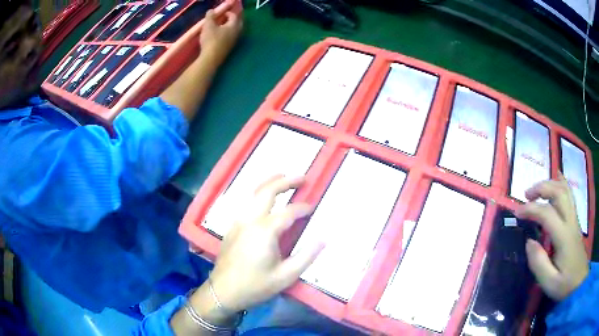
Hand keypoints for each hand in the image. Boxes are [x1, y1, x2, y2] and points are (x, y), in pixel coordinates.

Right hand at [200, 10, 242, 63]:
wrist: (211, 59)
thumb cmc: (211, 40)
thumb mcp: (208, 26)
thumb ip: (210, 16)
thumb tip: (211, 10)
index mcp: (233, 26)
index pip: (234, 16)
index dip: (228, 13)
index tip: (222, 13)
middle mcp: (237, 33)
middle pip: (238, 23)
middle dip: (232, 20)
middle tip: (225, 19)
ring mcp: (234, 42)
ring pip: (235, 31)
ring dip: (230, 28)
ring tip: (222, 27)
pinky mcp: (230, 48)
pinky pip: (231, 38)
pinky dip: (228, 34)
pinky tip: (221, 36)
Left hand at [208, 175, 324, 312]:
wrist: (222, 292)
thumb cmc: (255, 286)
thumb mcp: (285, 276)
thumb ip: (306, 257)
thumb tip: (323, 239)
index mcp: (265, 230)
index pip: (289, 212)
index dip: (303, 208)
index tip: (313, 208)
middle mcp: (250, 219)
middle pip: (267, 191)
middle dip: (286, 181)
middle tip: (302, 177)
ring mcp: (238, 221)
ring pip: (253, 193)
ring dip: (269, 183)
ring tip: (283, 177)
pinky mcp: (232, 227)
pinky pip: (246, 202)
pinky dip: (257, 193)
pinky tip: (263, 198)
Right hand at [515, 173, 588, 300]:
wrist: (579, 281)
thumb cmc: (565, 284)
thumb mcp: (550, 283)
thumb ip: (539, 263)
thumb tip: (529, 242)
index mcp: (564, 237)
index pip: (547, 213)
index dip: (531, 209)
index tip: (517, 213)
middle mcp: (570, 221)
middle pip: (559, 192)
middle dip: (541, 188)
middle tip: (526, 195)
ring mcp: (574, 219)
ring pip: (565, 190)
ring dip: (550, 184)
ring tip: (537, 189)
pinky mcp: (575, 221)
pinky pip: (569, 195)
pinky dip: (561, 184)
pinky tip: (557, 180)